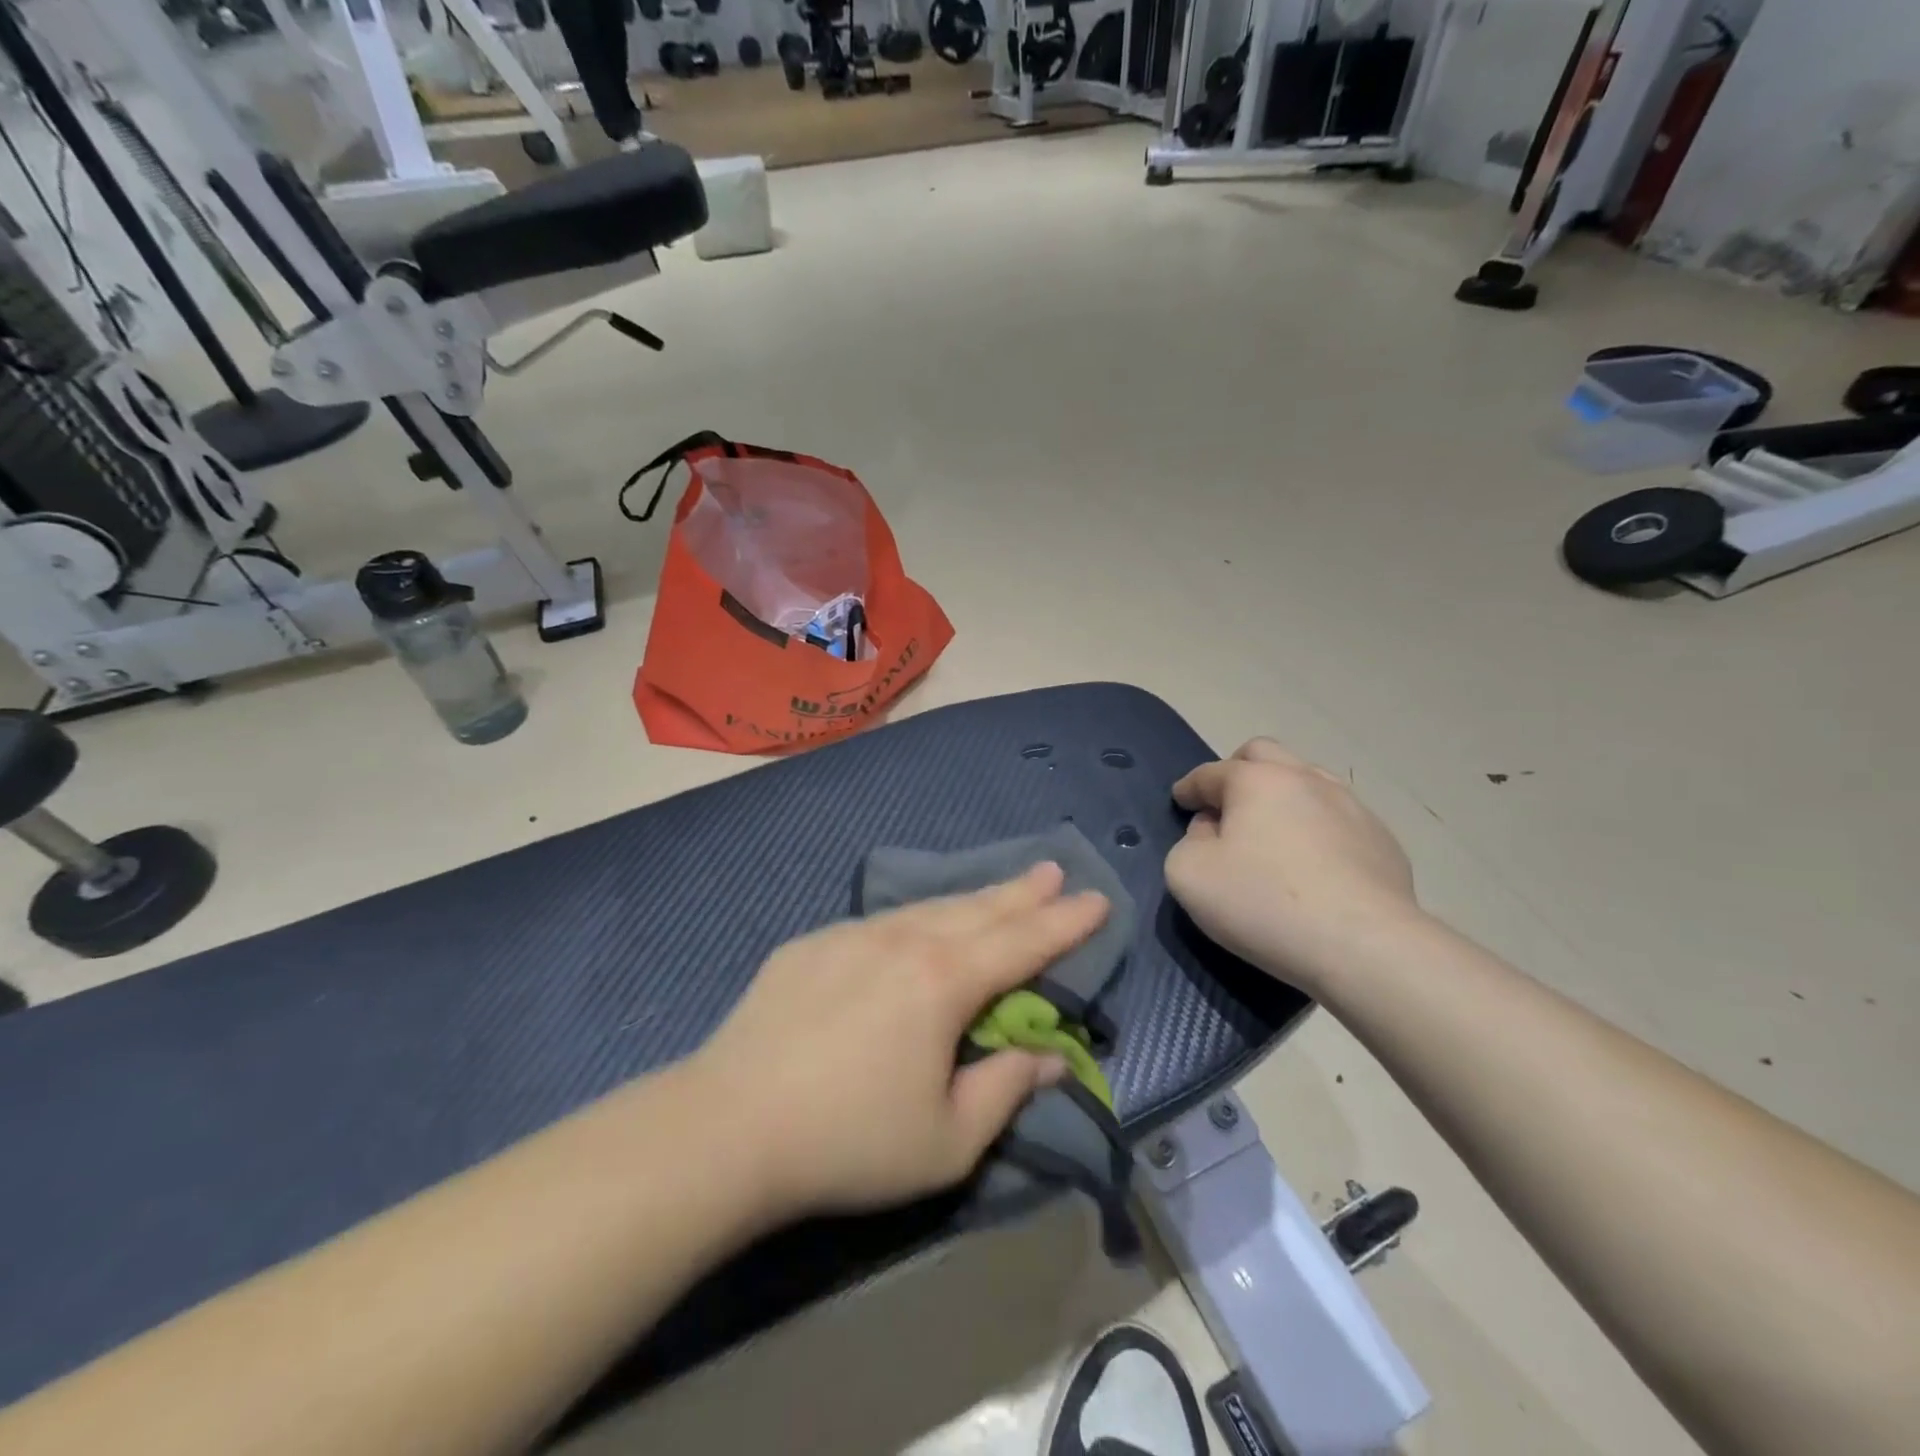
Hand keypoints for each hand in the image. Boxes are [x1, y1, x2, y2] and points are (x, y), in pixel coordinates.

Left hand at [691, 863, 1109, 1219]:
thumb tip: (1048, 1059)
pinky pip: (880, 923)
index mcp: (943, 981)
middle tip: (1052, 870)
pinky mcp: (811, 945)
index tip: (1097, 899)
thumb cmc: (849, 1141)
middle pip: (977, 909)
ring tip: (997, 892)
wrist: (729, 1125)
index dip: (1065, 923)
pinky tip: (915, 928)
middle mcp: (903, 941)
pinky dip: (915, 919)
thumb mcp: (947, 1140)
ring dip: (970, 899)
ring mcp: (852, 936)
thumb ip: (1004, 1090)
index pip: (1022, 942)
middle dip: (1022, 892)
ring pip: (928, 908)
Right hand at [1166, 739, 1418, 991]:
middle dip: (1237, 772)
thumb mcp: (1189, 875)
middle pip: (1264, 755)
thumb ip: (1188, 842)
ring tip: (1272, 832)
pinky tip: (1314, 865)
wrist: (1365, 947)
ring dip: (1282, 796)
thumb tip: (1212, 830)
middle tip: (1225, 805)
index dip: (1189, 787)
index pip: (1210, 773)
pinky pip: (1338, 819)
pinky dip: (1316, 828)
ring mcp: (1352, 807)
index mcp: (1256, 780)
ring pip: (1308, 781)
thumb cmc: (1264, 903)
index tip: (1181, 801)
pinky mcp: (1383, 841)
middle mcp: (1306, 779)